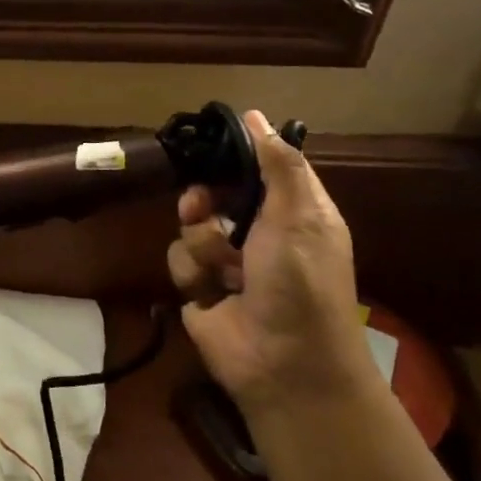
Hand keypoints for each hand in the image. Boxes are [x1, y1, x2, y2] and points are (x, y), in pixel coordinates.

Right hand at [168, 111, 374, 420]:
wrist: (283, 363)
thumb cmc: (300, 284)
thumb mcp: (300, 217)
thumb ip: (279, 165)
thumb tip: (256, 117)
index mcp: (291, 212)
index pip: (260, 167)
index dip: (236, 155)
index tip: (210, 144)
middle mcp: (258, 233)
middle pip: (215, 193)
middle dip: (205, 200)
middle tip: (202, 206)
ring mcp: (227, 262)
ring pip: (191, 226)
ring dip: (203, 244)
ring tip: (224, 268)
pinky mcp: (200, 288)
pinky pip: (180, 260)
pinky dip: (193, 273)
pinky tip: (210, 292)